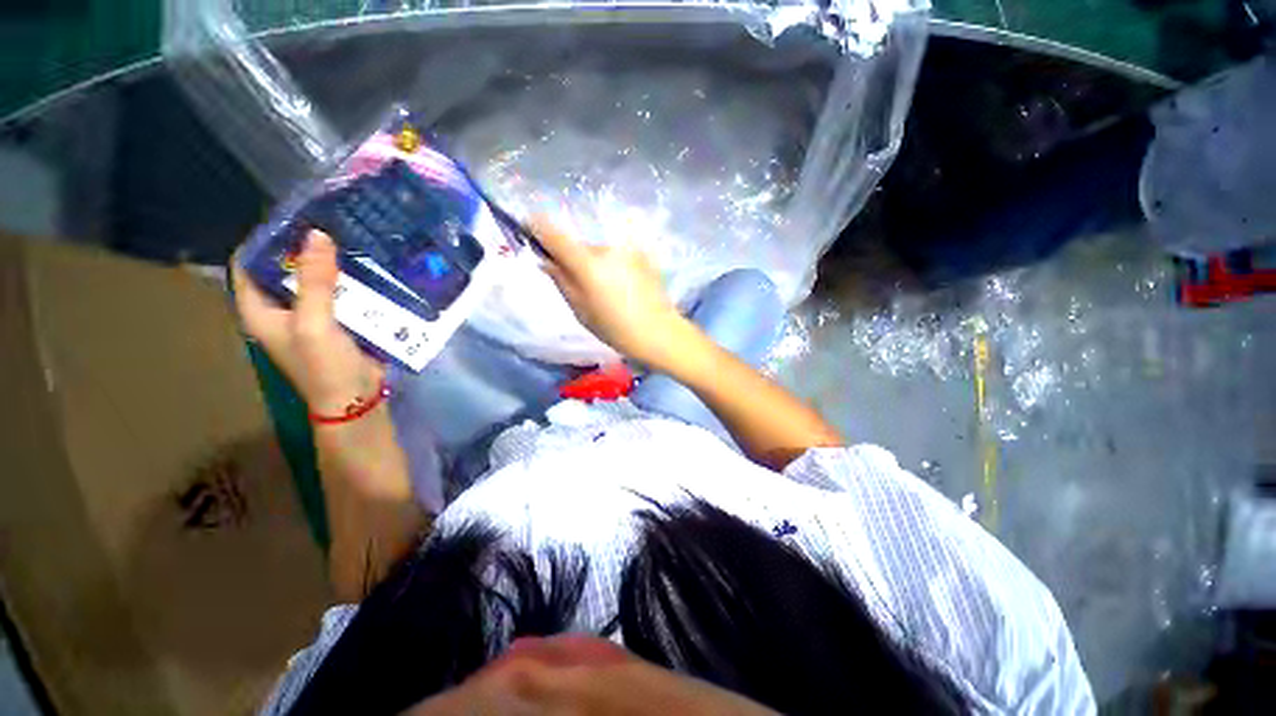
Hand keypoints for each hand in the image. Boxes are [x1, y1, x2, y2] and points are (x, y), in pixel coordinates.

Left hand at [232, 231, 384, 416]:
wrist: (356, 399)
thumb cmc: (325, 366)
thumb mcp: (315, 323)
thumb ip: (315, 281)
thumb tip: (318, 234)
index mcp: (260, 309)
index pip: (249, 264)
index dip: (266, 241)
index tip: (294, 219)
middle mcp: (280, 309)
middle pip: (284, 269)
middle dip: (304, 248)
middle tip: (329, 224)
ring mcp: (310, 316)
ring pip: (315, 281)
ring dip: (330, 264)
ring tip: (351, 240)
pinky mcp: (338, 322)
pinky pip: (339, 294)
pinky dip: (350, 281)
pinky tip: (367, 269)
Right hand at [531, 218, 694, 370]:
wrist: (659, 332)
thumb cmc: (616, 329)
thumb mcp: (580, 310)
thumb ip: (561, 281)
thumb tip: (546, 260)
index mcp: (587, 263)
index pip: (553, 233)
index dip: (536, 226)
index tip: (528, 228)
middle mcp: (606, 248)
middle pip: (578, 246)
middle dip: (573, 260)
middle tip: (578, 286)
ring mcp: (627, 249)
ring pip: (599, 252)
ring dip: (595, 265)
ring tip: (606, 292)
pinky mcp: (642, 254)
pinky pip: (616, 257)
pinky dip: (612, 267)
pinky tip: (622, 289)